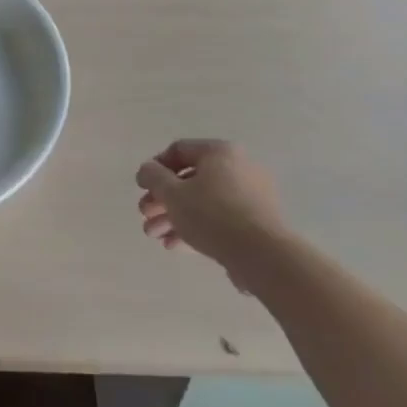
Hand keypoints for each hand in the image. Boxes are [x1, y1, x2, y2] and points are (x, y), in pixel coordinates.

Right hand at [136, 139, 287, 288]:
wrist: (263, 256)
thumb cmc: (213, 215)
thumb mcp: (172, 193)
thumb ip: (153, 177)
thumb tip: (147, 170)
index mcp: (219, 152)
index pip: (179, 150)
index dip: (155, 167)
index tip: (142, 188)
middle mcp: (238, 168)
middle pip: (190, 180)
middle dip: (162, 199)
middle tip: (145, 215)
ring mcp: (250, 197)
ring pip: (203, 202)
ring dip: (174, 217)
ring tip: (155, 236)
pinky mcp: (256, 223)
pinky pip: (219, 219)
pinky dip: (196, 228)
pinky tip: (174, 245)